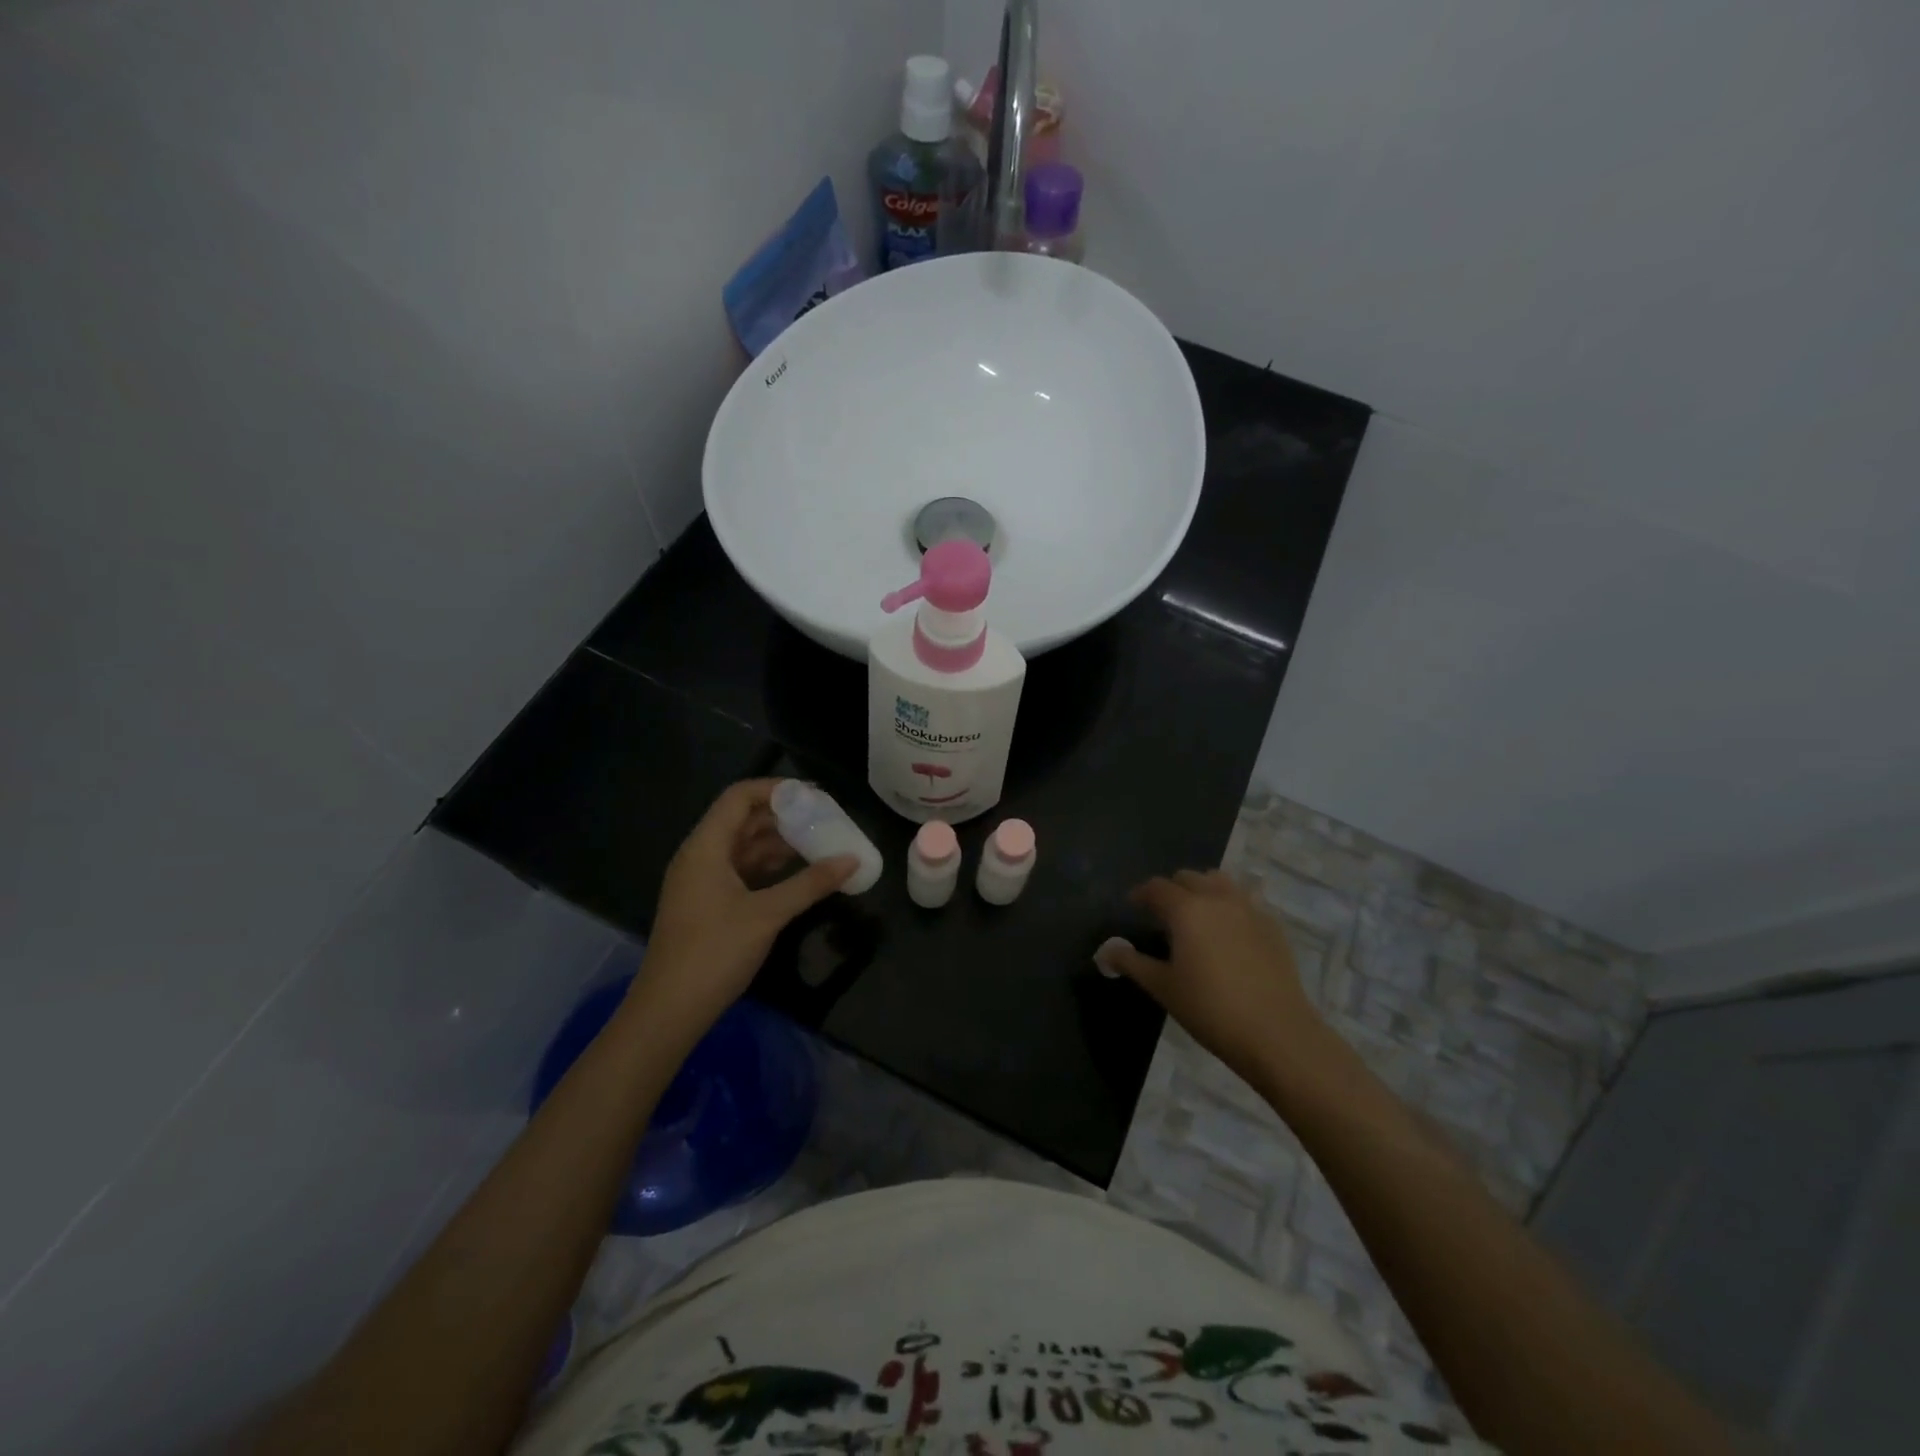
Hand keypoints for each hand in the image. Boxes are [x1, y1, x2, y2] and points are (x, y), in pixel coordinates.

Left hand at [631, 780, 854, 1039]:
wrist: (669, 1011)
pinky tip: (797, 874)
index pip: (739, 797)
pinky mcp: (706, 904)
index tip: (814, 796)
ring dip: (778, 843)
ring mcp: (700, 882)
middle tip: (824, 819)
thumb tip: (852, 860)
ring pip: (743, 847)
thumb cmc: (715, 952)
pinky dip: (768, 867)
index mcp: (705, 847)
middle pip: (742, 820)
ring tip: (819, 843)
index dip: (776, 790)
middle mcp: (699, 856)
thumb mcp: (768, 914)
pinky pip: (740, 871)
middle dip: (783, 816)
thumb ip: (811, 883)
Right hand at [1098, 870, 1328, 1086]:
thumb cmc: (1210, 1009)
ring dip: (1202, 890)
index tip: (1132, 906)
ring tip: (1196, 916)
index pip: (1157, 887)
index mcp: (1186, 909)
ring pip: (1220, 882)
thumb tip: (1105, 950)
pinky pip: (1245, 901)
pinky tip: (1228, 933)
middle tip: (1162, 915)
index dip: (1141, 894)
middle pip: (1188, 878)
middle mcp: (1217, 899)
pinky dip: (1229, 906)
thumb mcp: (1163, 987)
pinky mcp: (1272, 926)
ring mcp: (1249, 909)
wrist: (1277, 1034)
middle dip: (1171, 890)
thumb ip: (1131, 963)